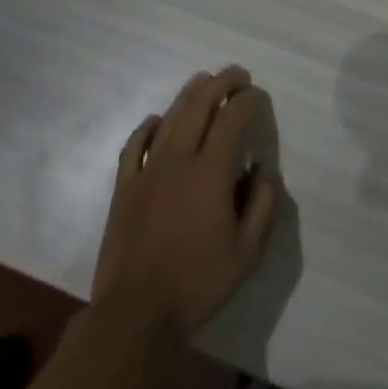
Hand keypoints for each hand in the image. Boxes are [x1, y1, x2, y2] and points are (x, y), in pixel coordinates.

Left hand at [91, 66, 281, 344]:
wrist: (135, 314)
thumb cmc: (198, 282)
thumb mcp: (249, 251)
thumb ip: (263, 205)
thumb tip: (262, 172)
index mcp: (211, 172)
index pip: (233, 119)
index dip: (249, 101)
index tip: (260, 98)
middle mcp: (178, 161)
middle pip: (199, 107)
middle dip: (221, 84)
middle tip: (237, 74)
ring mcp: (146, 172)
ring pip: (168, 119)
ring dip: (188, 95)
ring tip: (204, 80)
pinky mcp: (124, 189)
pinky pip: (133, 146)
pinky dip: (146, 127)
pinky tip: (155, 120)